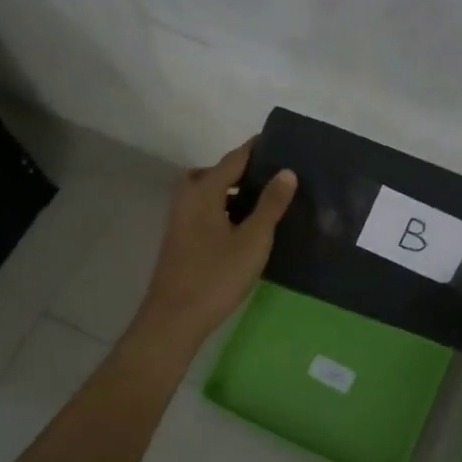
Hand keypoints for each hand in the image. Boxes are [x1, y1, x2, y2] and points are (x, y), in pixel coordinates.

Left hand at [132, 141, 296, 349]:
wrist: (174, 319)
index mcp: (203, 191)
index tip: (280, 141)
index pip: (234, 159)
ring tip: (266, 202)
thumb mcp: (253, 239)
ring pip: (210, 194)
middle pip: (216, 173)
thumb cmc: (216, 275)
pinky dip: (225, 210)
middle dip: (243, 171)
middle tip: (273, 176)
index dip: (256, 149)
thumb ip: (271, 204)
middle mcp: (187, 198)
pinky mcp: (181, 240)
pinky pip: (206, 211)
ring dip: (234, 193)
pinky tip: (246, 228)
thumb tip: (286, 171)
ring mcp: (180, 220)